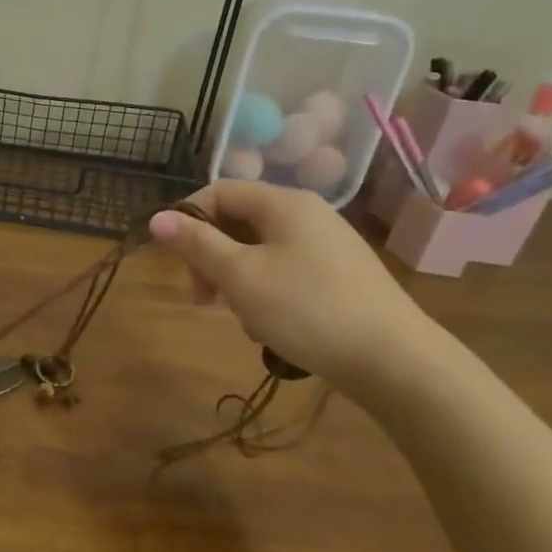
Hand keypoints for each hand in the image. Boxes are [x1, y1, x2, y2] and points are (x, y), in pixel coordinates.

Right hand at [148, 181, 432, 387]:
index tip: (175, 261)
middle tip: (202, 299)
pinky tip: (271, 326)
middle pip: (239, 221)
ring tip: (242, 318)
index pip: (219, 191)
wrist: (394, 361)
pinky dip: (266, 292)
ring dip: (237, 280)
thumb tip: (157, 217)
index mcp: (284, 203)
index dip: (188, 218)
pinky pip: (286, 271)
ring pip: (260, 251)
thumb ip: (196, 244)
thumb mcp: (240, 276)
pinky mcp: (340, 276)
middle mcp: (308, 214)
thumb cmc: (307, 309)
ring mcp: (328, 246)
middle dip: (211, 257)